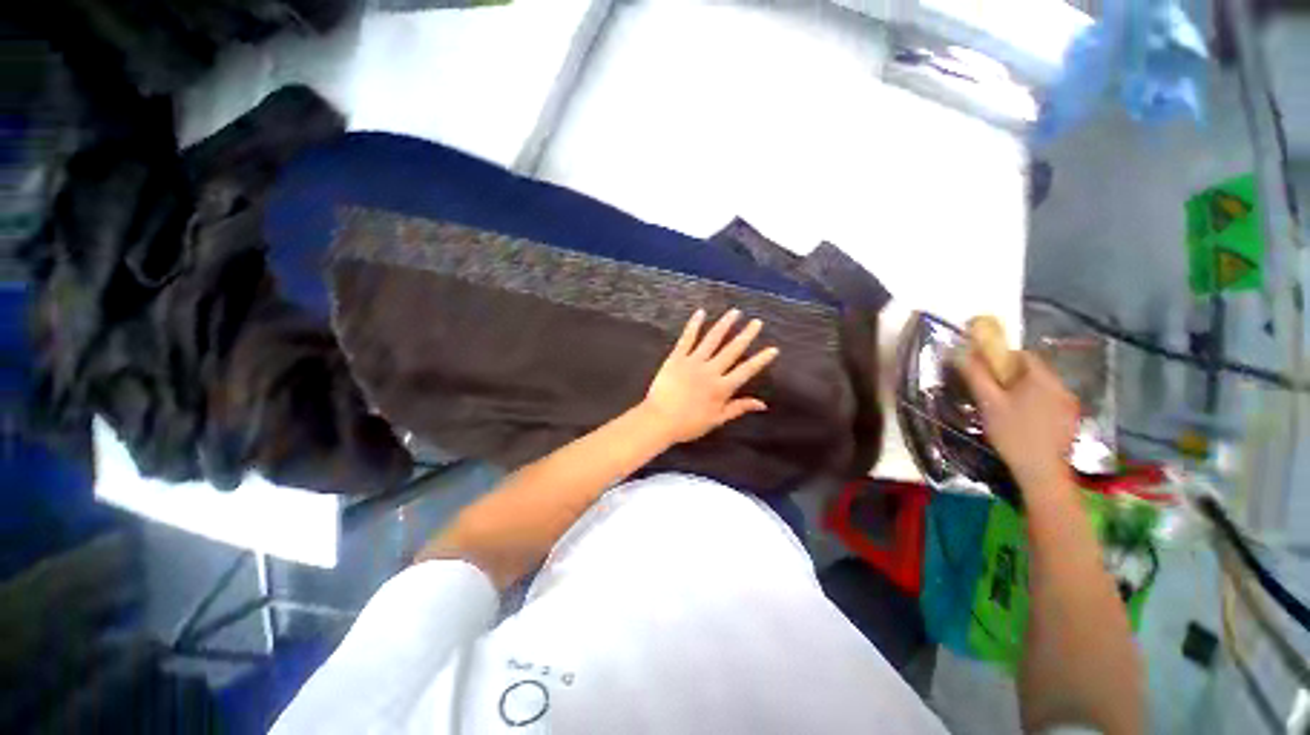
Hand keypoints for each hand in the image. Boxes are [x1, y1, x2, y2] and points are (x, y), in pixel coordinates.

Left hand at [641, 308, 778, 443]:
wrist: (659, 420)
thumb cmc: (688, 424)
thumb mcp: (717, 420)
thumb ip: (738, 408)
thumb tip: (762, 404)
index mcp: (722, 387)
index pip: (746, 370)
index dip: (761, 360)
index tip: (773, 349)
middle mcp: (711, 371)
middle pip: (732, 350)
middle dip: (746, 335)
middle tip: (757, 322)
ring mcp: (693, 362)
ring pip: (712, 339)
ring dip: (725, 325)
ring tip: (735, 312)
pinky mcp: (676, 357)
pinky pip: (687, 339)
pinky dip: (694, 325)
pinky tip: (700, 312)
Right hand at [957, 349, 1079, 490]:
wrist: (1041, 470)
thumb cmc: (1012, 433)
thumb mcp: (988, 402)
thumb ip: (976, 375)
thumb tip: (961, 352)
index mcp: (1041, 378)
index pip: (1022, 354)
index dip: (1002, 360)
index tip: (987, 375)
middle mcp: (1061, 385)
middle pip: (1033, 371)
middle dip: (1011, 378)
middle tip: (993, 395)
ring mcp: (1069, 403)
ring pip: (1041, 387)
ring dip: (1023, 391)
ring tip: (1007, 410)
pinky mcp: (1071, 418)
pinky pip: (1050, 401)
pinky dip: (1036, 404)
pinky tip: (1024, 422)